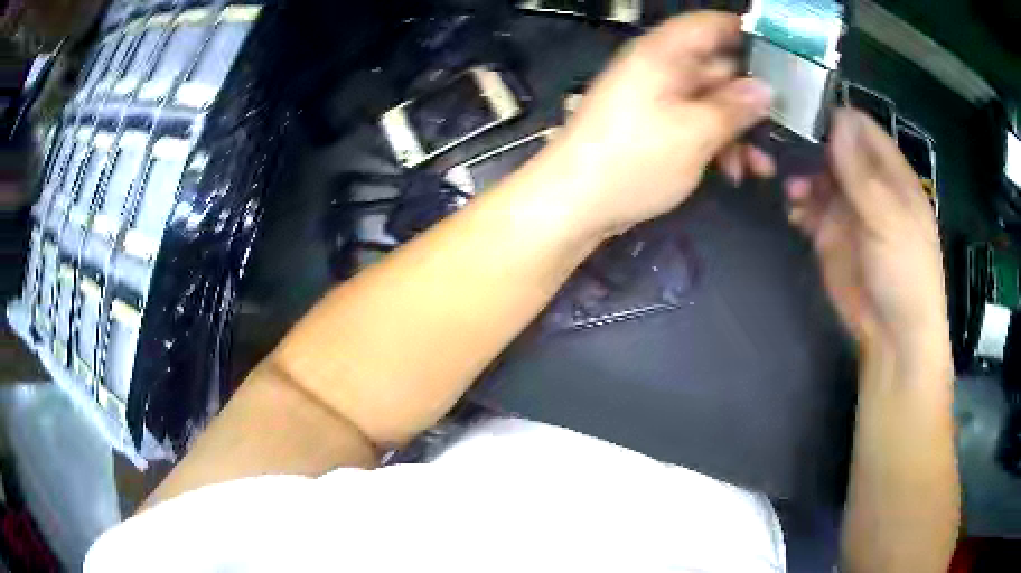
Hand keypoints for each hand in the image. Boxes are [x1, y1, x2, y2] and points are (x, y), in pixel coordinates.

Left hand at [538, 12, 772, 234]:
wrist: (575, 203)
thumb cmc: (634, 159)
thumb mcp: (694, 132)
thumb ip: (733, 108)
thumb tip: (764, 90)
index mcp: (664, 54)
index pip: (708, 25)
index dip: (744, 32)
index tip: (781, 54)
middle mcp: (660, 69)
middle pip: (716, 68)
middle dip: (750, 99)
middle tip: (784, 126)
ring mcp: (657, 100)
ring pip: (710, 102)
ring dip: (738, 131)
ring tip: (761, 165)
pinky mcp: (655, 128)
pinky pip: (695, 125)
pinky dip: (717, 144)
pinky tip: (734, 173)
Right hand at [786, 109, 948, 357]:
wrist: (892, 337)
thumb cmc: (905, 274)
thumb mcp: (890, 220)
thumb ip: (863, 173)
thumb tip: (838, 118)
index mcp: (890, 173)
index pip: (860, 128)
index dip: (832, 116)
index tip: (799, 110)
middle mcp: (867, 184)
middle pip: (832, 148)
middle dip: (807, 145)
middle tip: (781, 148)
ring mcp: (847, 209)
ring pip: (816, 175)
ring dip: (799, 175)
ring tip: (790, 189)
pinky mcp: (829, 235)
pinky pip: (807, 208)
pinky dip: (797, 205)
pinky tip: (793, 213)